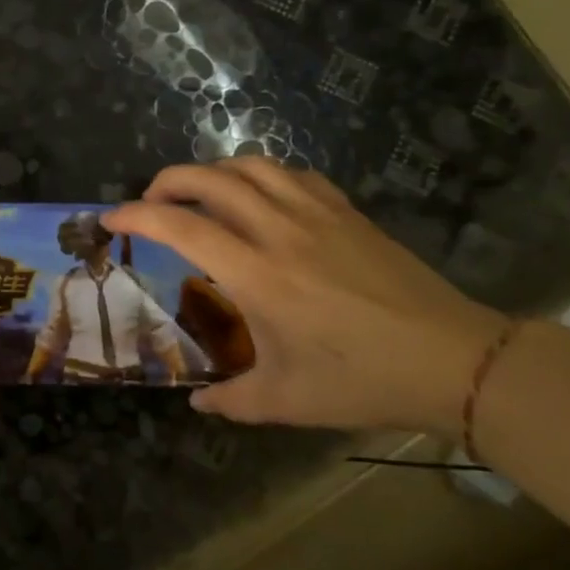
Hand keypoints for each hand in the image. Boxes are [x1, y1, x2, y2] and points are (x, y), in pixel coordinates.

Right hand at [106, 160, 508, 434]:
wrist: (458, 361)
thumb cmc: (364, 380)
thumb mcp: (288, 401)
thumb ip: (232, 401)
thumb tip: (198, 404)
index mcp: (257, 274)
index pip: (180, 226)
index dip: (135, 215)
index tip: (110, 219)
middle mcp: (280, 231)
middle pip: (209, 178)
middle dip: (166, 181)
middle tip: (149, 203)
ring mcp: (318, 215)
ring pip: (251, 165)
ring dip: (212, 172)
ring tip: (199, 196)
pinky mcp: (348, 213)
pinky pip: (293, 174)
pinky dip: (261, 176)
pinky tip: (260, 199)